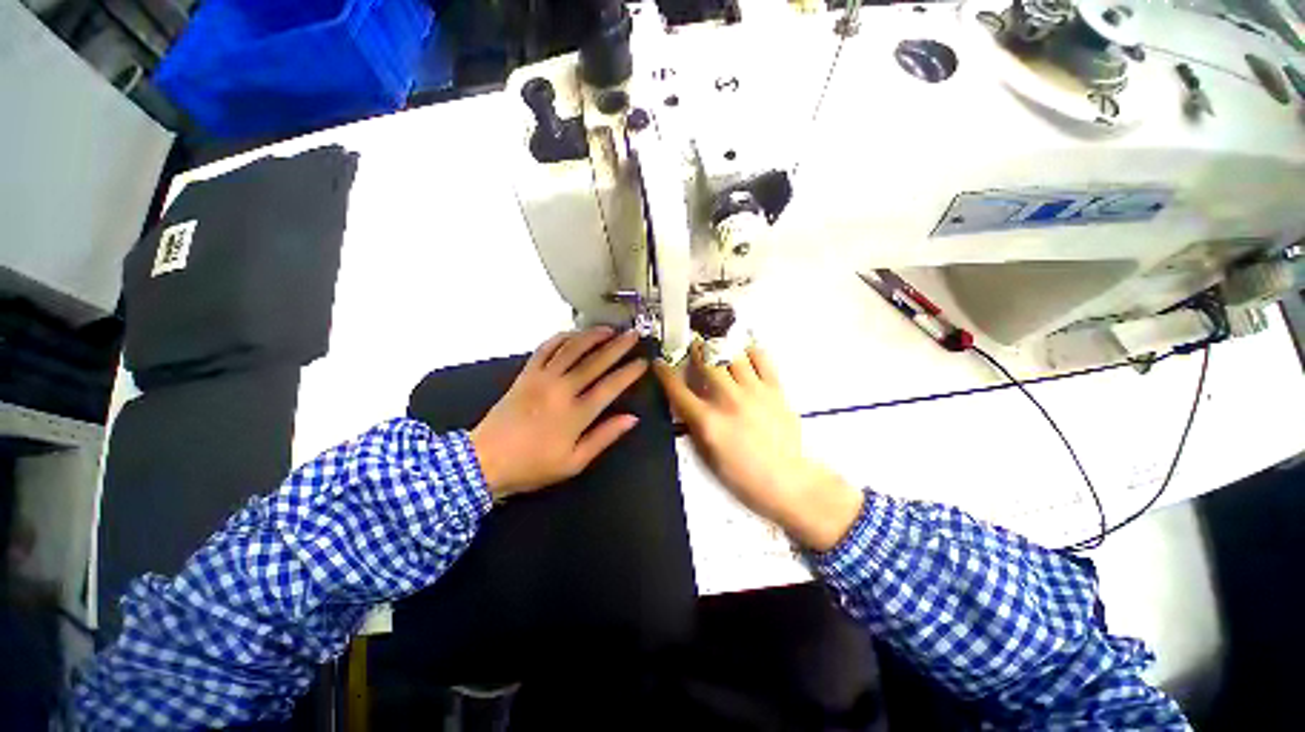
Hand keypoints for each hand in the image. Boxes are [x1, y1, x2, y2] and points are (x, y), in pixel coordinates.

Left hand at [471, 327, 647, 498]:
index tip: (643, 362)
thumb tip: (632, 418)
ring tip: (609, 329)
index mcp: (575, 414)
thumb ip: (604, 437)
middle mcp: (561, 390)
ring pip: (571, 349)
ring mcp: (541, 378)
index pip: (610, 386)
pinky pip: (546, 348)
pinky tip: (574, 334)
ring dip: (592, 336)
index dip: (629, 372)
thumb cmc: (533, 465)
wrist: (484, 460)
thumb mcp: (574, 462)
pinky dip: (562, 338)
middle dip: (618, 346)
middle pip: (595, 361)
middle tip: (633, 335)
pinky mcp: (526, 374)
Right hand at [654, 342, 863, 551]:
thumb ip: (695, 425)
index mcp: (707, 420)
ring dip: (721, 347)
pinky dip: (750, 352)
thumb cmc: (742, 475)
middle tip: (694, 347)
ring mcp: (753, 391)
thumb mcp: (707, 455)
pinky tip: (745, 356)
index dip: (663, 372)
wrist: (786, 480)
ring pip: (732, 354)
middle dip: (695, 349)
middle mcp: (727, 399)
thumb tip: (688, 402)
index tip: (658, 362)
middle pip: (706, 361)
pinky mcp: (775, 389)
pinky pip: (761, 358)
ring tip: (718, 347)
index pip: (677, 388)